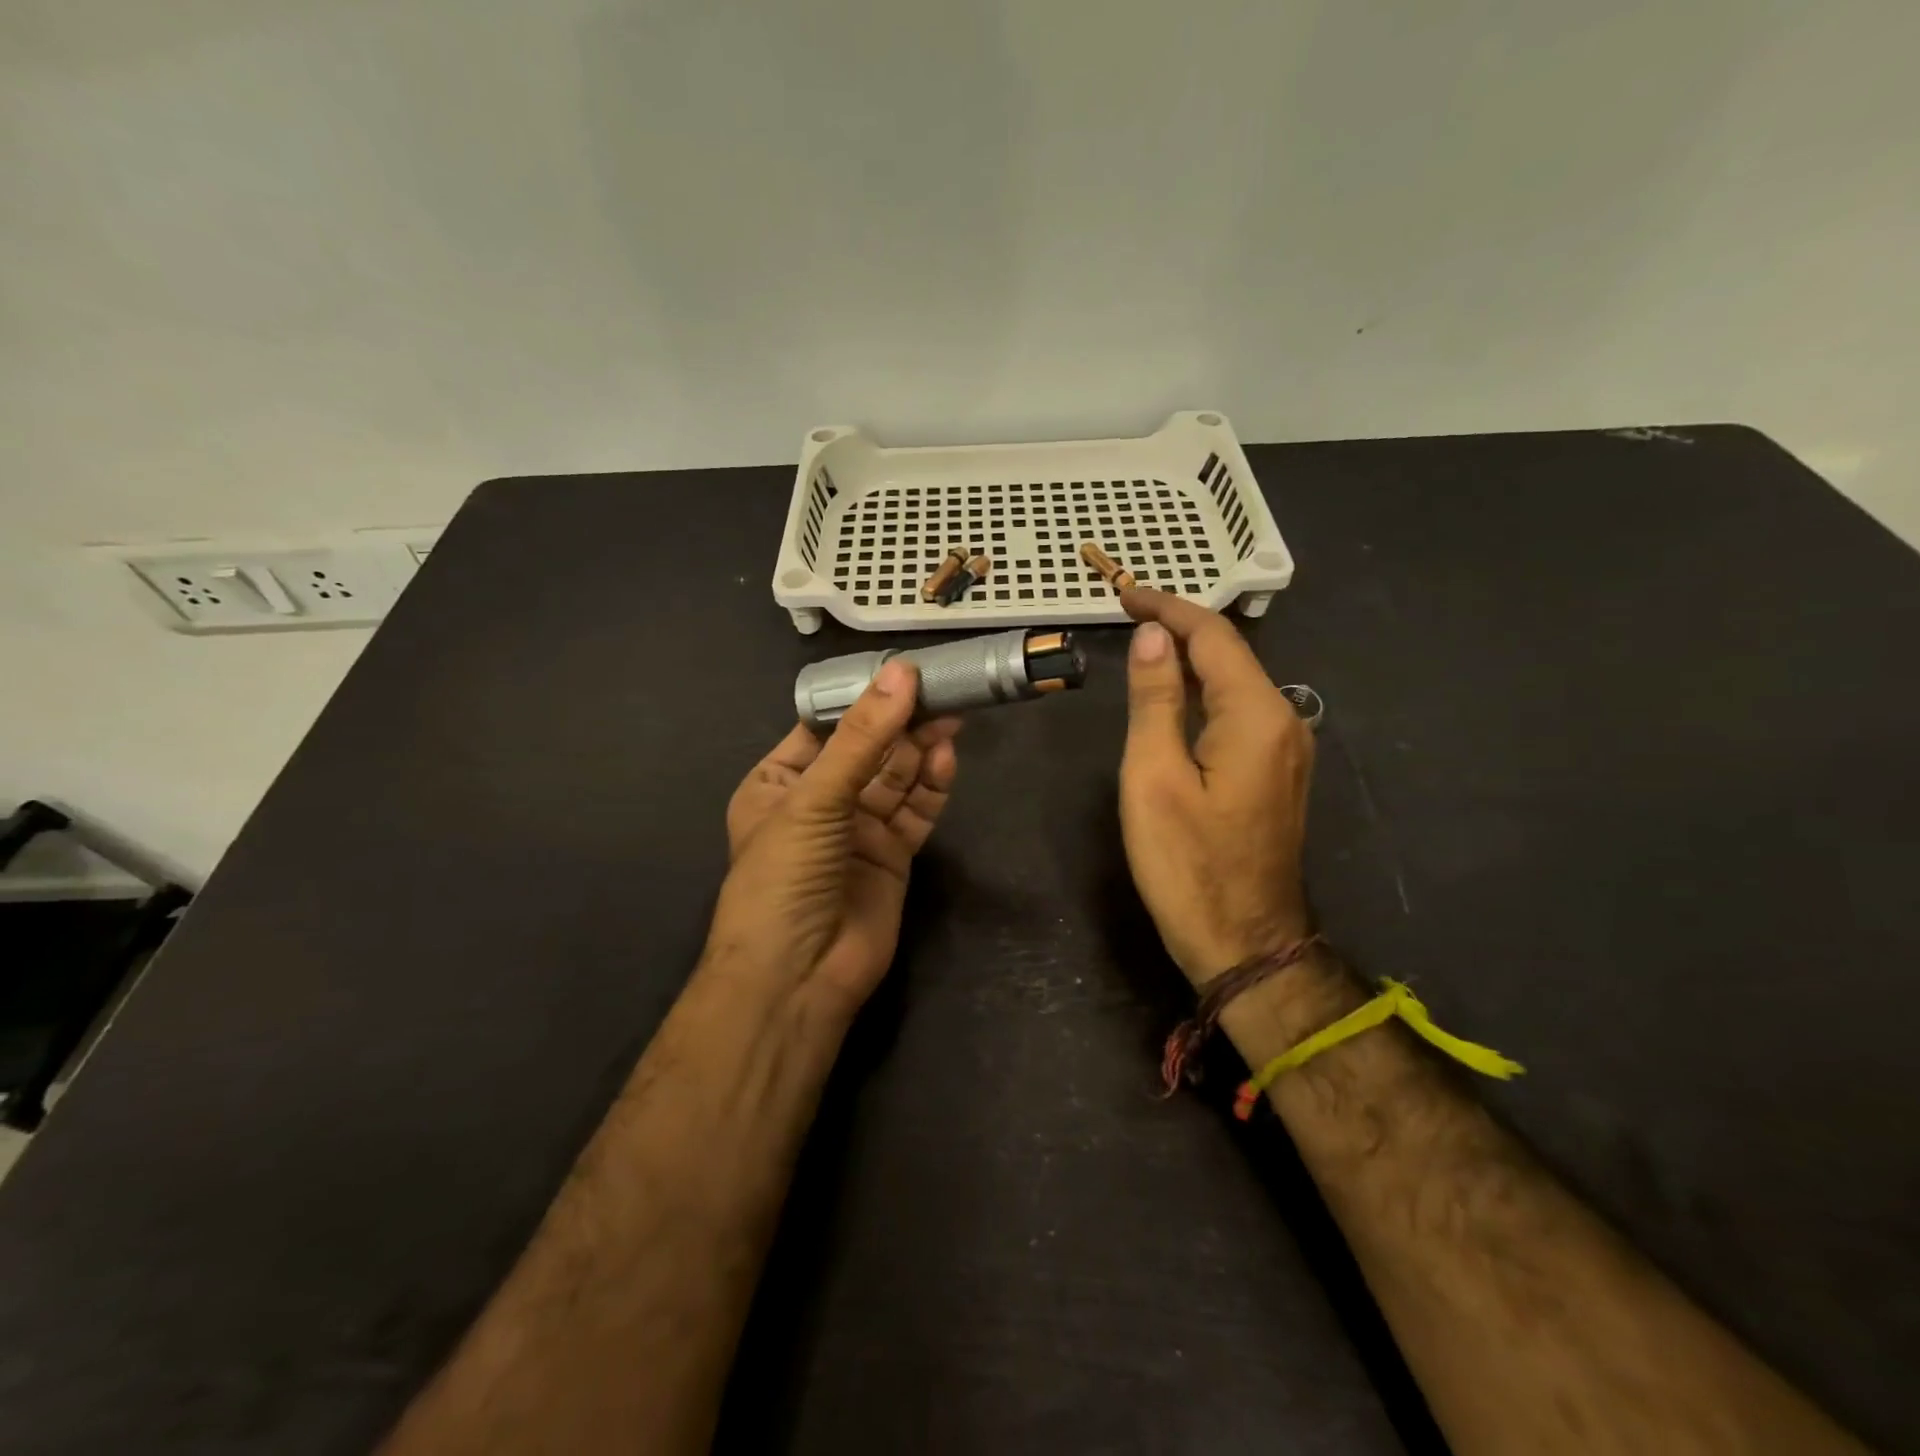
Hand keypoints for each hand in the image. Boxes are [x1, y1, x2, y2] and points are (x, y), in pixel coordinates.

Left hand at [706, 658, 960, 1017]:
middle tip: (940, 690)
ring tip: (950, 717)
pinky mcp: (892, 856)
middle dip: (900, 722)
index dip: (861, 699)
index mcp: (778, 783)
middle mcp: (819, 803)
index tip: (900, 670)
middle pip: (867, 750)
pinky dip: (931, 786)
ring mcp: (858, 830)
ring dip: (920, 749)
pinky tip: (946, 758)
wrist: (797, 977)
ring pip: (896, 778)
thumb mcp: (814, 799)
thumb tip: (901, 672)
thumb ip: (862, 738)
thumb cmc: (783, 877)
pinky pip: (916, 811)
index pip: (823, 727)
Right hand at [1118, 588, 1313, 984]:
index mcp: (1256, 715)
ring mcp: (1287, 748)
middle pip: (1229, 655)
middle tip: (1127, 615)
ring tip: (1143, 645)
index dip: (1167, 609)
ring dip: (1190, 659)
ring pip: (1236, 682)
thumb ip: (1154, 701)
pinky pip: (1240, 712)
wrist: (1245, 941)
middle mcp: (1283, 721)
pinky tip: (1175, 694)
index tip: (1124, 596)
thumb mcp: (1154, 777)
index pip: (1211, 637)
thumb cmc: (1188, 863)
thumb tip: (1153, 637)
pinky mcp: (1277, 772)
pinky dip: (1204, 691)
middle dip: (1179, 629)